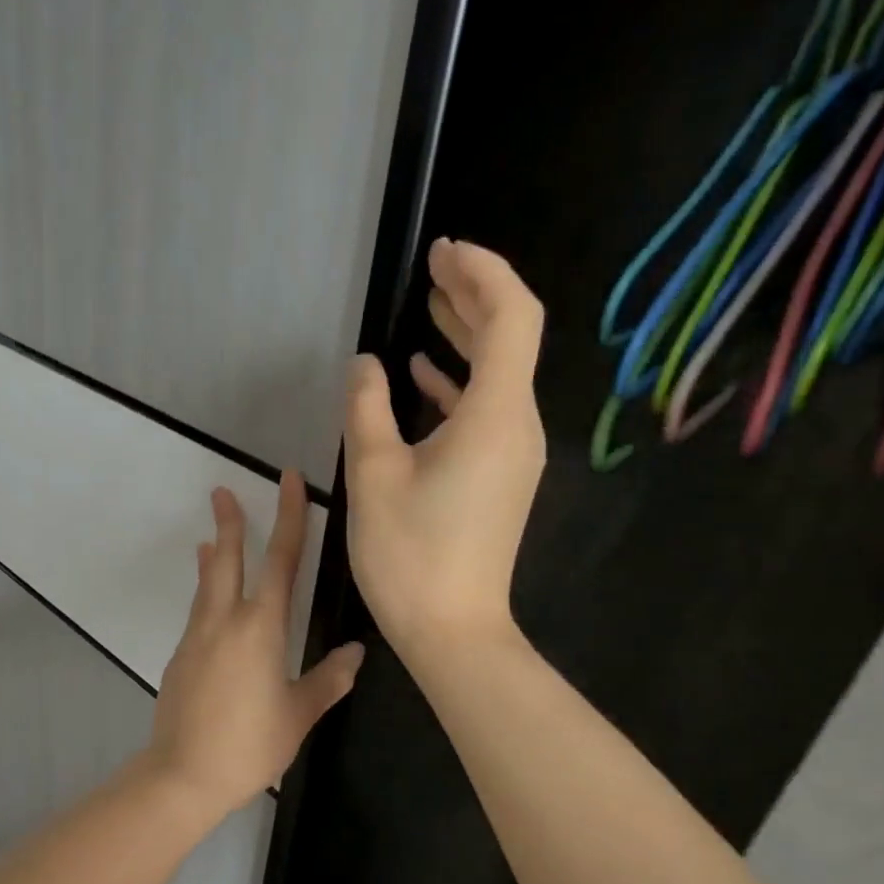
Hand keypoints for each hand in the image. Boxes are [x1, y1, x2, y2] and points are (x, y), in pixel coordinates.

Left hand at [146, 472, 364, 816]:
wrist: (183, 774)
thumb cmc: (249, 745)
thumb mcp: (298, 714)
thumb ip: (328, 679)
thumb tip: (356, 652)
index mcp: (260, 628)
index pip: (280, 560)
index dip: (289, 517)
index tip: (289, 481)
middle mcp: (224, 621)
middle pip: (226, 560)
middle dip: (229, 523)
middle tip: (222, 491)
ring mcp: (197, 637)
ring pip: (207, 584)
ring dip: (212, 557)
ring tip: (211, 537)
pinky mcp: (180, 656)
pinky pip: (197, 612)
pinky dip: (204, 593)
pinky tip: (210, 604)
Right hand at [345, 238, 545, 662]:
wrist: (452, 631)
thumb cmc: (410, 554)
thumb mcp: (374, 475)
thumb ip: (367, 408)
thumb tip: (366, 365)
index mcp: (496, 415)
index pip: (512, 317)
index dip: (482, 274)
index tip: (443, 252)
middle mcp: (518, 426)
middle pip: (511, 339)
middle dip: (473, 295)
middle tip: (434, 267)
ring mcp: (513, 454)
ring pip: (497, 375)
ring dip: (465, 337)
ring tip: (428, 306)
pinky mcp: (500, 477)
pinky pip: (485, 411)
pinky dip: (456, 384)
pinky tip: (422, 376)